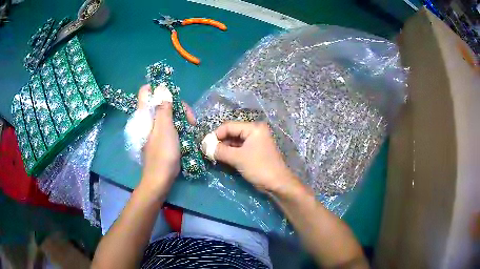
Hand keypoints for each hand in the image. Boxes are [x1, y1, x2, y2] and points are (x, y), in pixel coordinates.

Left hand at [138, 85, 194, 191]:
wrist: (161, 177)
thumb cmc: (163, 152)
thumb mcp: (165, 127)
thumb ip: (163, 107)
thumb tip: (162, 88)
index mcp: (145, 114)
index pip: (145, 92)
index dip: (158, 89)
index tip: (173, 96)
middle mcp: (147, 119)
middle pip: (161, 102)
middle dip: (177, 106)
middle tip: (189, 118)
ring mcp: (154, 129)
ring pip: (167, 113)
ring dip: (180, 117)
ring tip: (191, 126)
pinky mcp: (160, 137)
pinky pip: (169, 125)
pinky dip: (178, 125)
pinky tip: (187, 132)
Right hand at [213, 122, 300, 193]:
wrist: (277, 183)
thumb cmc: (259, 167)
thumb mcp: (237, 158)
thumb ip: (220, 151)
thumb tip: (204, 146)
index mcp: (253, 128)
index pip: (229, 126)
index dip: (215, 135)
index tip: (205, 145)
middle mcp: (254, 132)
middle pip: (232, 133)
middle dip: (219, 142)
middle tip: (207, 151)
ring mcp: (255, 142)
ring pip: (234, 142)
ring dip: (224, 149)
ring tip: (212, 156)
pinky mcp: (254, 152)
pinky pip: (239, 149)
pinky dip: (230, 153)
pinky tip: (221, 159)